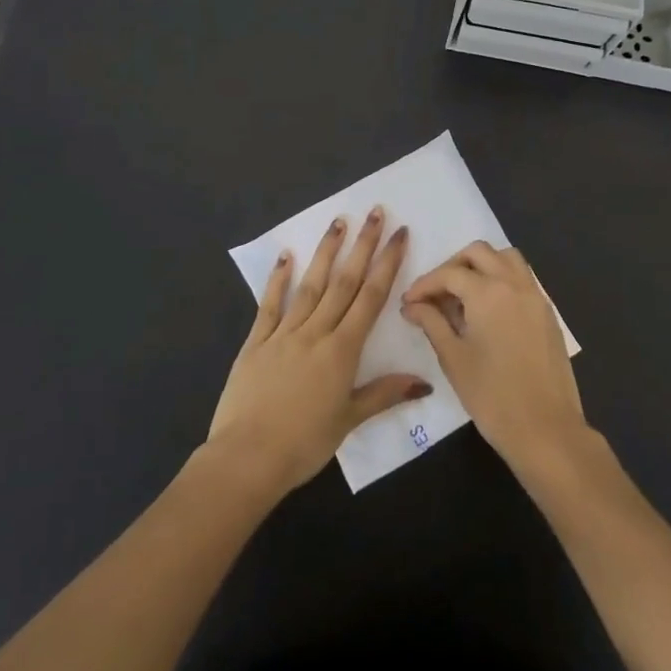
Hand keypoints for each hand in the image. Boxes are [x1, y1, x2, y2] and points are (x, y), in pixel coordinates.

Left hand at [208, 208, 429, 493]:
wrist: (247, 457)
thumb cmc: (304, 444)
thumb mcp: (349, 420)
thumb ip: (384, 394)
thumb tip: (424, 382)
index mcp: (342, 350)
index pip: (371, 298)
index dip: (387, 264)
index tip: (399, 235)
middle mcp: (315, 332)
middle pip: (344, 282)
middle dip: (362, 246)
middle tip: (376, 213)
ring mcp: (283, 334)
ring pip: (310, 285)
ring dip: (326, 252)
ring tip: (339, 221)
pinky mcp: (256, 342)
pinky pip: (269, 305)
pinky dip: (278, 279)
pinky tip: (285, 255)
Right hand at [400, 241, 590, 478]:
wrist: (546, 428)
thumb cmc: (492, 396)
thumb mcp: (453, 358)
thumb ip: (432, 323)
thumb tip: (412, 306)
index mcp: (488, 292)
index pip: (449, 274)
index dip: (424, 285)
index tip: (408, 303)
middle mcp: (514, 284)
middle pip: (479, 253)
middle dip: (453, 266)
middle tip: (436, 294)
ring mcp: (535, 296)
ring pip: (507, 258)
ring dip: (482, 266)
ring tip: (463, 295)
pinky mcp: (547, 313)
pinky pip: (522, 279)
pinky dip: (502, 280)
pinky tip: (488, 310)